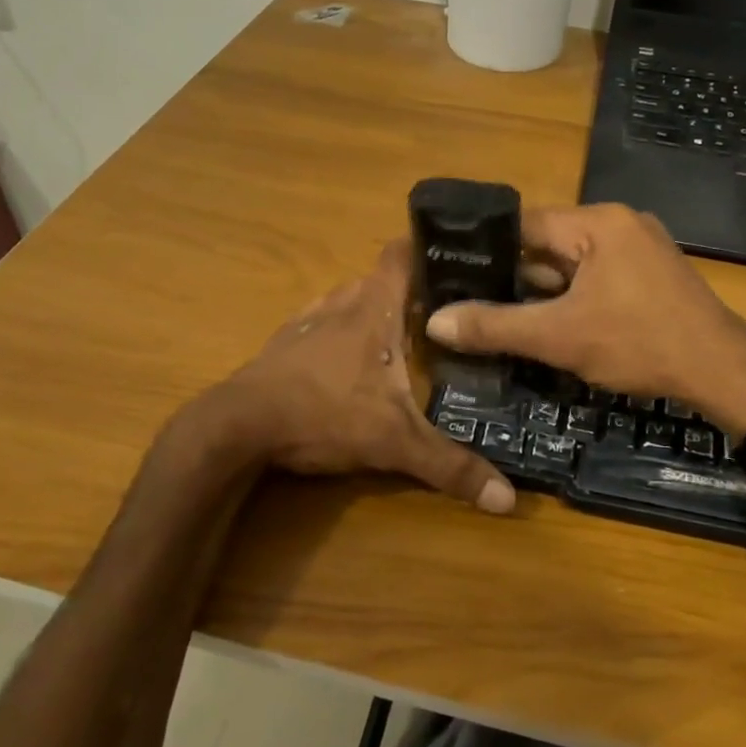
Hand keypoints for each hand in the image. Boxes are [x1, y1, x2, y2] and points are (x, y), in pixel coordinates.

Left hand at [218, 242, 515, 513]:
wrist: (237, 427)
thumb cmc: (324, 414)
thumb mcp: (395, 442)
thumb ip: (450, 466)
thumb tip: (508, 499)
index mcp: (373, 308)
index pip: (402, 254)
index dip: (426, 246)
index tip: (456, 254)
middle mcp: (341, 302)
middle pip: (380, 279)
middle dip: (409, 291)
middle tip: (443, 312)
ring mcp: (307, 321)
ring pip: (348, 300)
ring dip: (372, 311)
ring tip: (400, 334)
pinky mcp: (283, 343)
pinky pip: (321, 323)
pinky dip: (339, 331)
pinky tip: (347, 360)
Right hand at [425, 204, 745, 435]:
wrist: (721, 372)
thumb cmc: (638, 343)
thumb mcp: (559, 337)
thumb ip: (495, 326)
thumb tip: (435, 320)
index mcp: (598, 222)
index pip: (525, 224)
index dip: (487, 250)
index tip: (453, 273)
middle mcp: (619, 224)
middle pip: (549, 245)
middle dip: (516, 278)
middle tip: (473, 304)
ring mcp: (640, 248)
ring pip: (573, 265)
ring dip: (545, 292)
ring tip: (504, 318)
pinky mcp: (651, 275)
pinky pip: (598, 278)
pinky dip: (574, 298)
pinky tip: (553, 326)